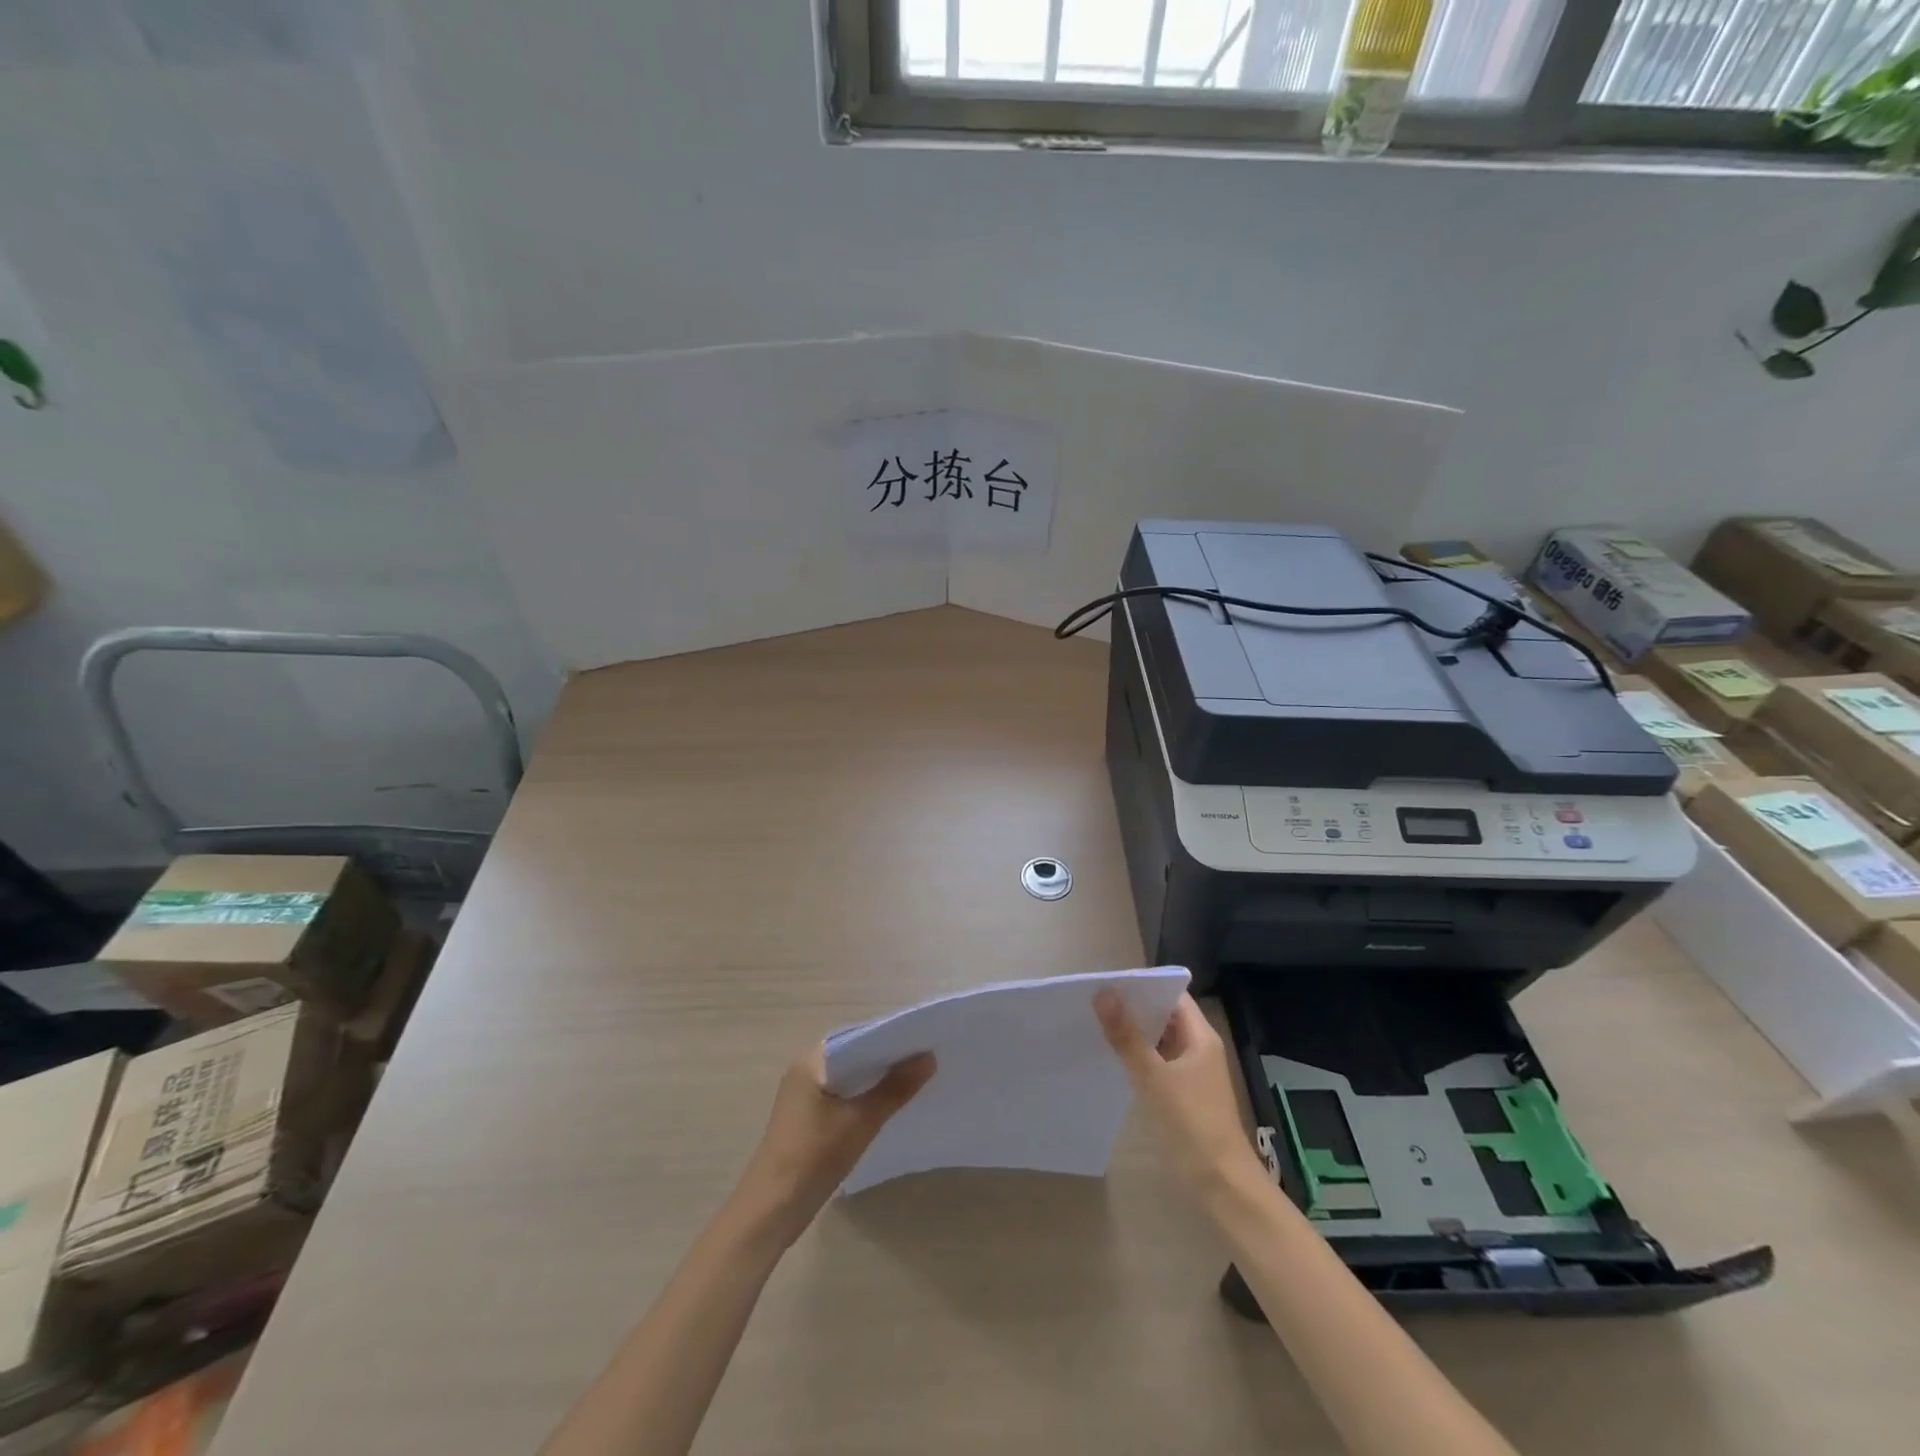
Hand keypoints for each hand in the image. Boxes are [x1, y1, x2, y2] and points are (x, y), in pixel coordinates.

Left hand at [734, 1046, 935, 1243]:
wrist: (771, 1211)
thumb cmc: (813, 1157)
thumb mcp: (860, 1121)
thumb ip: (895, 1088)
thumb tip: (929, 1057)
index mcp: (811, 1061)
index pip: (858, 1036)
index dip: (890, 1037)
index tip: (923, 1039)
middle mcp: (806, 1071)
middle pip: (855, 1056)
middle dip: (887, 1059)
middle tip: (927, 1058)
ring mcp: (805, 1096)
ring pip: (850, 1078)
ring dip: (878, 1080)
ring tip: (916, 1079)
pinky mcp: (808, 1119)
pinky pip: (844, 1097)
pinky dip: (865, 1098)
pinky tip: (889, 1106)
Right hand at [1096, 991, 1260, 1196]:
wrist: (1222, 1186)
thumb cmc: (1192, 1124)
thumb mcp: (1154, 1077)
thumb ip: (1127, 1036)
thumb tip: (1103, 993)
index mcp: (1201, 1036)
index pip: (1172, 995)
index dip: (1144, 985)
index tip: (1109, 982)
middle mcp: (1199, 1048)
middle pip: (1165, 1016)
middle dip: (1134, 1007)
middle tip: (1095, 1001)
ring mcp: (1192, 1073)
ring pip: (1160, 1041)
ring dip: (1135, 1033)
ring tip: (1097, 1024)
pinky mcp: (1183, 1095)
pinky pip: (1158, 1063)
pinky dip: (1138, 1057)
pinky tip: (1113, 1059)